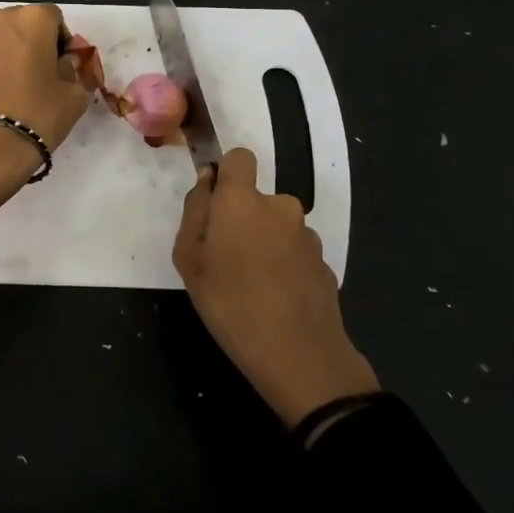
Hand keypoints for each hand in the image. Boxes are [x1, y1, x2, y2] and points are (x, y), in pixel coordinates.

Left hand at [0, 3, 91, 214]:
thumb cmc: (38, 114)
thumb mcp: (74, 96)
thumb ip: (72, 71)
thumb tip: (63, 65)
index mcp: (31, 19)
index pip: (54, 18)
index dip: (62, 42)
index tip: (63, 67)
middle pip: (22, 25)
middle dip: (33, 44)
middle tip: (41, 76)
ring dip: (9, 57)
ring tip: (16, 91)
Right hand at [171, 148, 378, 428]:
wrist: (298, 355)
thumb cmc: (230, 303)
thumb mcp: (189, 259)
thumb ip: (195, 211)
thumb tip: (207, 181)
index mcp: (243, 200)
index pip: (240, 157)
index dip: (227, 173)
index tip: (215, 203)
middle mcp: (280, 206)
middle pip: (257, 199)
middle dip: (242, 219)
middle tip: (224, 261)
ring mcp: (307, 236)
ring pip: (277, 228)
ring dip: (264, 244)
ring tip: (251, 287)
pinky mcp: (324, 263)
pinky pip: (294, 253)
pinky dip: (284, 267)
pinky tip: (276, 300)